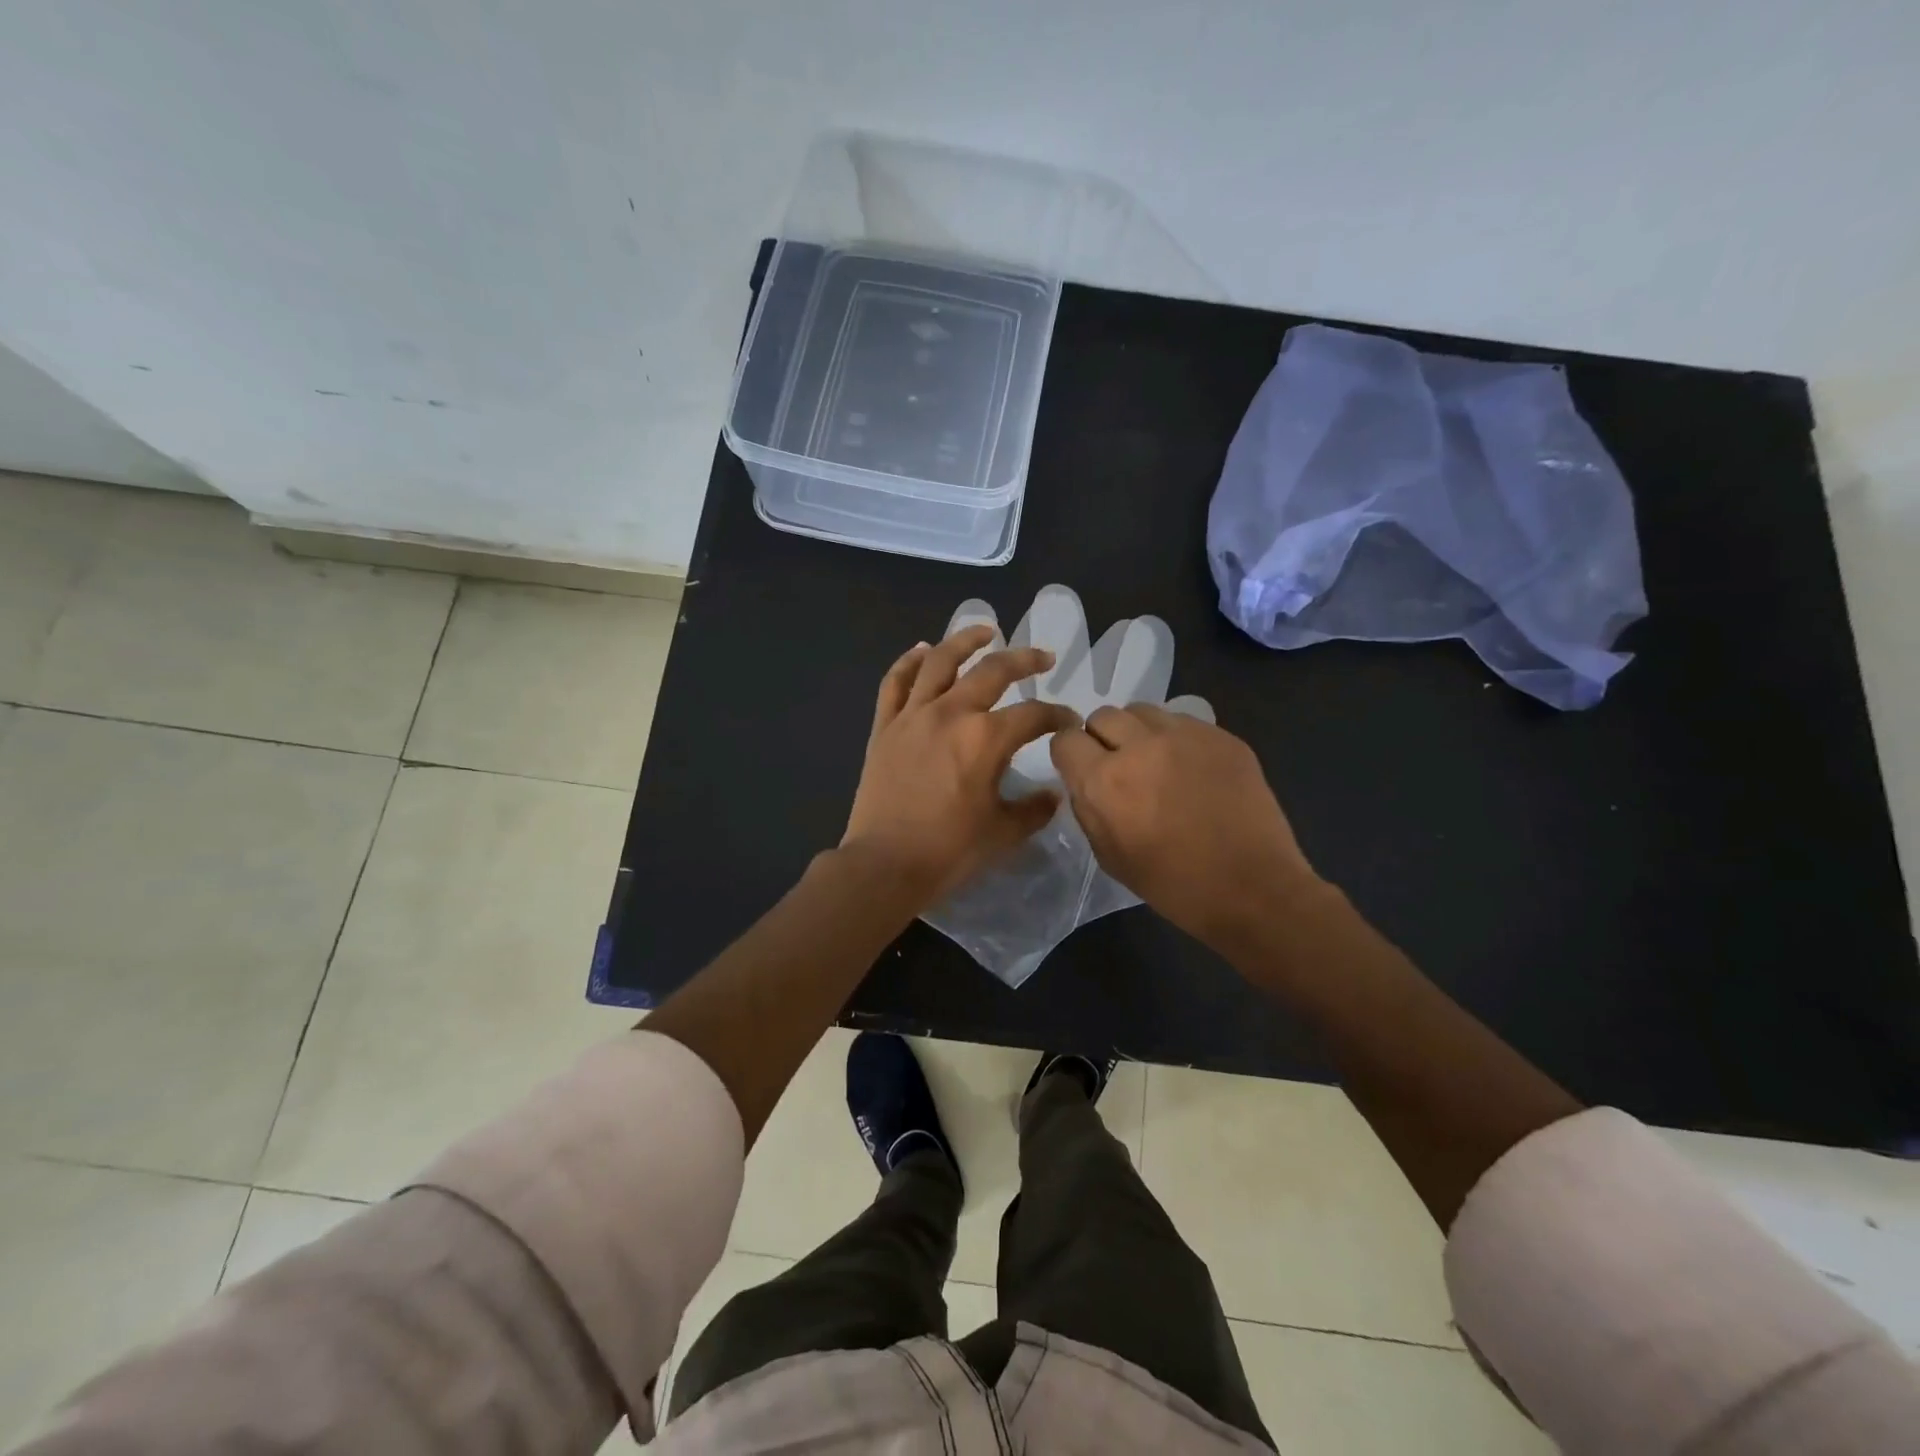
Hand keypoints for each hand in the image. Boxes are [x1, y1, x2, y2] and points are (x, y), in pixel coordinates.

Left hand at [844, 626, 1079, 905]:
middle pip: (993, 671)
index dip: (1058, 715)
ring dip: (964, 640)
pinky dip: (908, 661)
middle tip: (1042, 657)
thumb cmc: (949, 851)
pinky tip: (922, 650)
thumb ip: (1034, 809)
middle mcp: (951, 713)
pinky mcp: (885, 727)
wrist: (884, 865)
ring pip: (940, 661)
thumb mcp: (1003, 833)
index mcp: (986, 738)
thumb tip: (1053, 793)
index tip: (1069, 722)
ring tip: (984, 631)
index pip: (1033, 715)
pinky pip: (896, 682)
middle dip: (1024, 660)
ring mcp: (913, 715)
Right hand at [1050, 704, 1325, 950]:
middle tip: (1120, 765)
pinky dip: (1176, 738)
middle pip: (1103, 716)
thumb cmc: (1173, 884)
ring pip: (1142, 711)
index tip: (1082, 768)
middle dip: (1102, 738)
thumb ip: (1088, 808)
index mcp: (1104, 782)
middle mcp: (1139, 747)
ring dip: (1138, 731)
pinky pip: (1182, 721)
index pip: (1065, 739)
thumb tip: (1084, 780)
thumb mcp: (1109, 856)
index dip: (1070, 754)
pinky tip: (1191, 769)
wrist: (1252, 888)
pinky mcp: (1220, 736)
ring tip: (1155, 760)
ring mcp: (1184, 735)